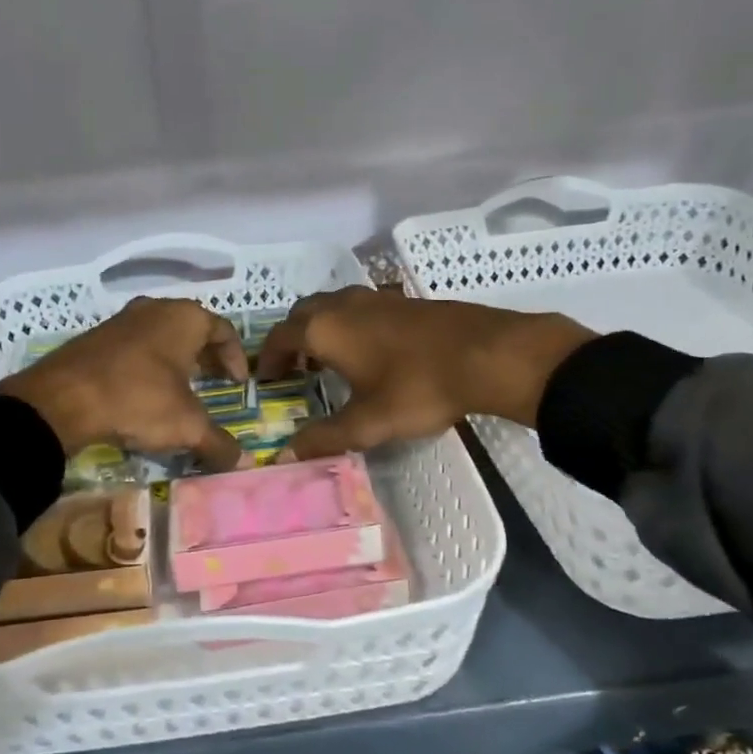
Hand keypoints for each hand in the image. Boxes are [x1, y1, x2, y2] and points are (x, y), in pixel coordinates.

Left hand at [0, 297, 248, 469]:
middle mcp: (155, 308)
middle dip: (207, 357)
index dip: (236, 357)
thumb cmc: (138, 399)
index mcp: (184, 317)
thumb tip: (243, 463)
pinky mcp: (95, 337)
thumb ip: (218, 443)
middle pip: (192, 329)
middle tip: (215, 383)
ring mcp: (122, 320)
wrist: (61, 399)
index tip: (238, 384)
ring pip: (161, 336)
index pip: (223, 330)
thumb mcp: (186, 426)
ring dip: (175, 361)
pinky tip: (143, 393)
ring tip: (180, 391)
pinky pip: (134, 347)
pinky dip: (147, 365)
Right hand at [256, 288, 596, 460]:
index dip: (268, 359)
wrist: (486, 353)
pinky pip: (358, 308)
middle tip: (293, 370)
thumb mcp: (368, 422)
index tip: (266, 380)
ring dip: (320, 330)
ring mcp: (374, 297)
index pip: (280, 337)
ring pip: (332, 307)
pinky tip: (367, 352)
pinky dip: (347, 326)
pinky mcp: (402, 300)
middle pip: (302, 314)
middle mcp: (342, 304)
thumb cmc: (418, 387)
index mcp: (324, 329)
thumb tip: (285, 456)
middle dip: (292, 340)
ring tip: (326, 362)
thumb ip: (325, 438)